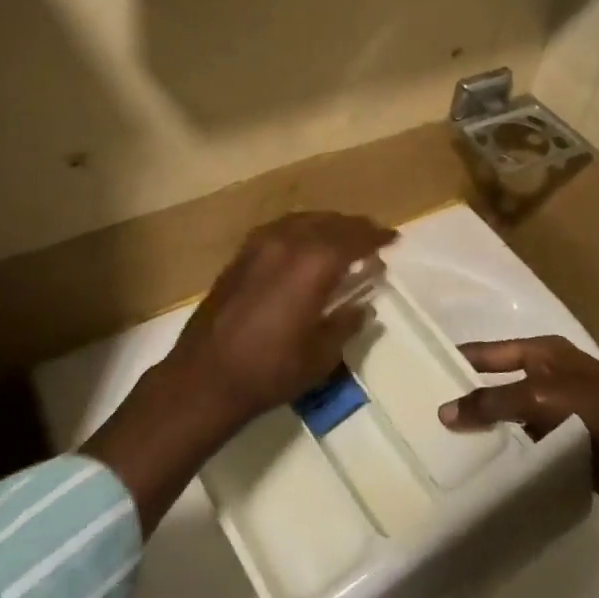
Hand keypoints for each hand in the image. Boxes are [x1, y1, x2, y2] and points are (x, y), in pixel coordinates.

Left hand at [84, 212, 394, 532]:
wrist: (205, 376)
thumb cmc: (270, 371)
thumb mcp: (321, 356)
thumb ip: (346, 323)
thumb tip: (363, 306)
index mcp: (313, 264)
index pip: (353, 239)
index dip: (375, 237)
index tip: (393, 239)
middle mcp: (287, 243)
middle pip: (328, 223)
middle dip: (353, 227)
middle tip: (371, 235)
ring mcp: (259, 245)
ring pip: (302, 220)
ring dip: (326, 224)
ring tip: (341, 236)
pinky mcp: (240, 255)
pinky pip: (279, 229)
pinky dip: (300, 230)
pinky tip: (304, 244)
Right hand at [439, 336, 598, 513]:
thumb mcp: (541, 399)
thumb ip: (492, 403)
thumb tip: (443, 412)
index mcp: (543, 352)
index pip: (488, 351)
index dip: (458, 360)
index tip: (421, 371)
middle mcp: (546, 375)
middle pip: (496, 383)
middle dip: (467, 397)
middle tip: (425, 414)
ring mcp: (556, 410)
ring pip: (509, 415)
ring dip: (486, 428)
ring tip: (442, 444)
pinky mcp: (564, 442)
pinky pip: (524, 442)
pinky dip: (506, 450)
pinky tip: (479, 466)